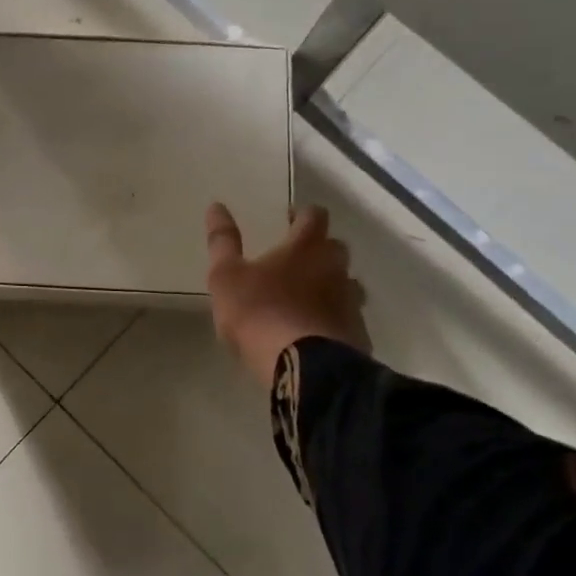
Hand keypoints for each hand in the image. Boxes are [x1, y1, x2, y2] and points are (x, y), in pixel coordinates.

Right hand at [204, 202, 368, 385]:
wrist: (304, 369)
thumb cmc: (260, 314)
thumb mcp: (226, 277)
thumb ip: (222, 242)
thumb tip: (216, 206)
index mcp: (305, 248)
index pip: (313, 215)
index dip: (302, 215)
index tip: (287, 220)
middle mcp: (335, 268)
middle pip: (334, 248)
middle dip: (318, 250)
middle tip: (294, 262)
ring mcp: (351, 302)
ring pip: (346, 284)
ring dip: (330, 286)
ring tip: (306, 300)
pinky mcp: (358, 334)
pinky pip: (348, 318)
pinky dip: (334, 319)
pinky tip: (316, 333)